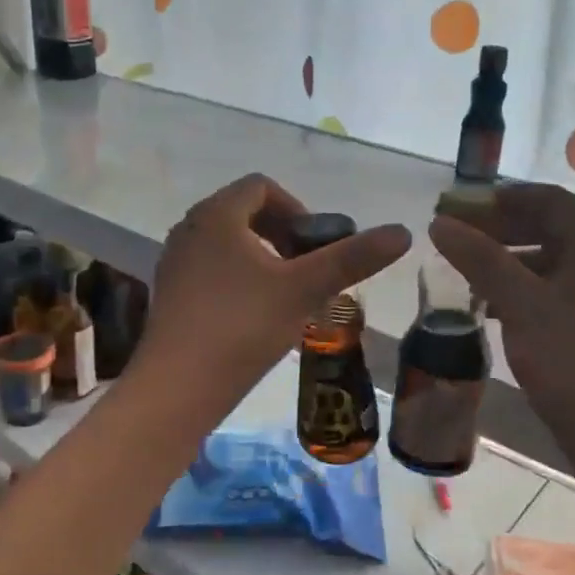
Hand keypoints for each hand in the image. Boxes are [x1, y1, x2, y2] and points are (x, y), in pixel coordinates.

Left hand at [135, 174, 410, 413]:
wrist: (177, 387)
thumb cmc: (242, 327)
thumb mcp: (304, 289)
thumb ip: (352, 258)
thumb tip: (403, 231)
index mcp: (217, 215)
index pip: (262, 186)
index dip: (298, 208)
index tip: (317, 246)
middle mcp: (189, 229)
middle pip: (245, 214)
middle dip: (284, 236)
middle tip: (308, 271)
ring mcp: (175, 262)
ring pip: (229, 245)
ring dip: (264, 260)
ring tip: (288, 296)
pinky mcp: (171, 294)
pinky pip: (212, 270)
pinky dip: (240, 280)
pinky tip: (257, 318)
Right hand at [430, 184, 574, 465]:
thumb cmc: (574, 363)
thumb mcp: (522, 305)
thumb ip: (481, 259)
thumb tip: (440, 223)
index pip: (547, 200)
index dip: (501, 197)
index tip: (457, 206)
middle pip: (547, 228)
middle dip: (498, 228)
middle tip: (453, 238)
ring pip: (545, 263)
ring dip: (504, 261)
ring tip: (462, 273)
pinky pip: (549, 293)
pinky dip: (517, 291)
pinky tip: (487, 308)